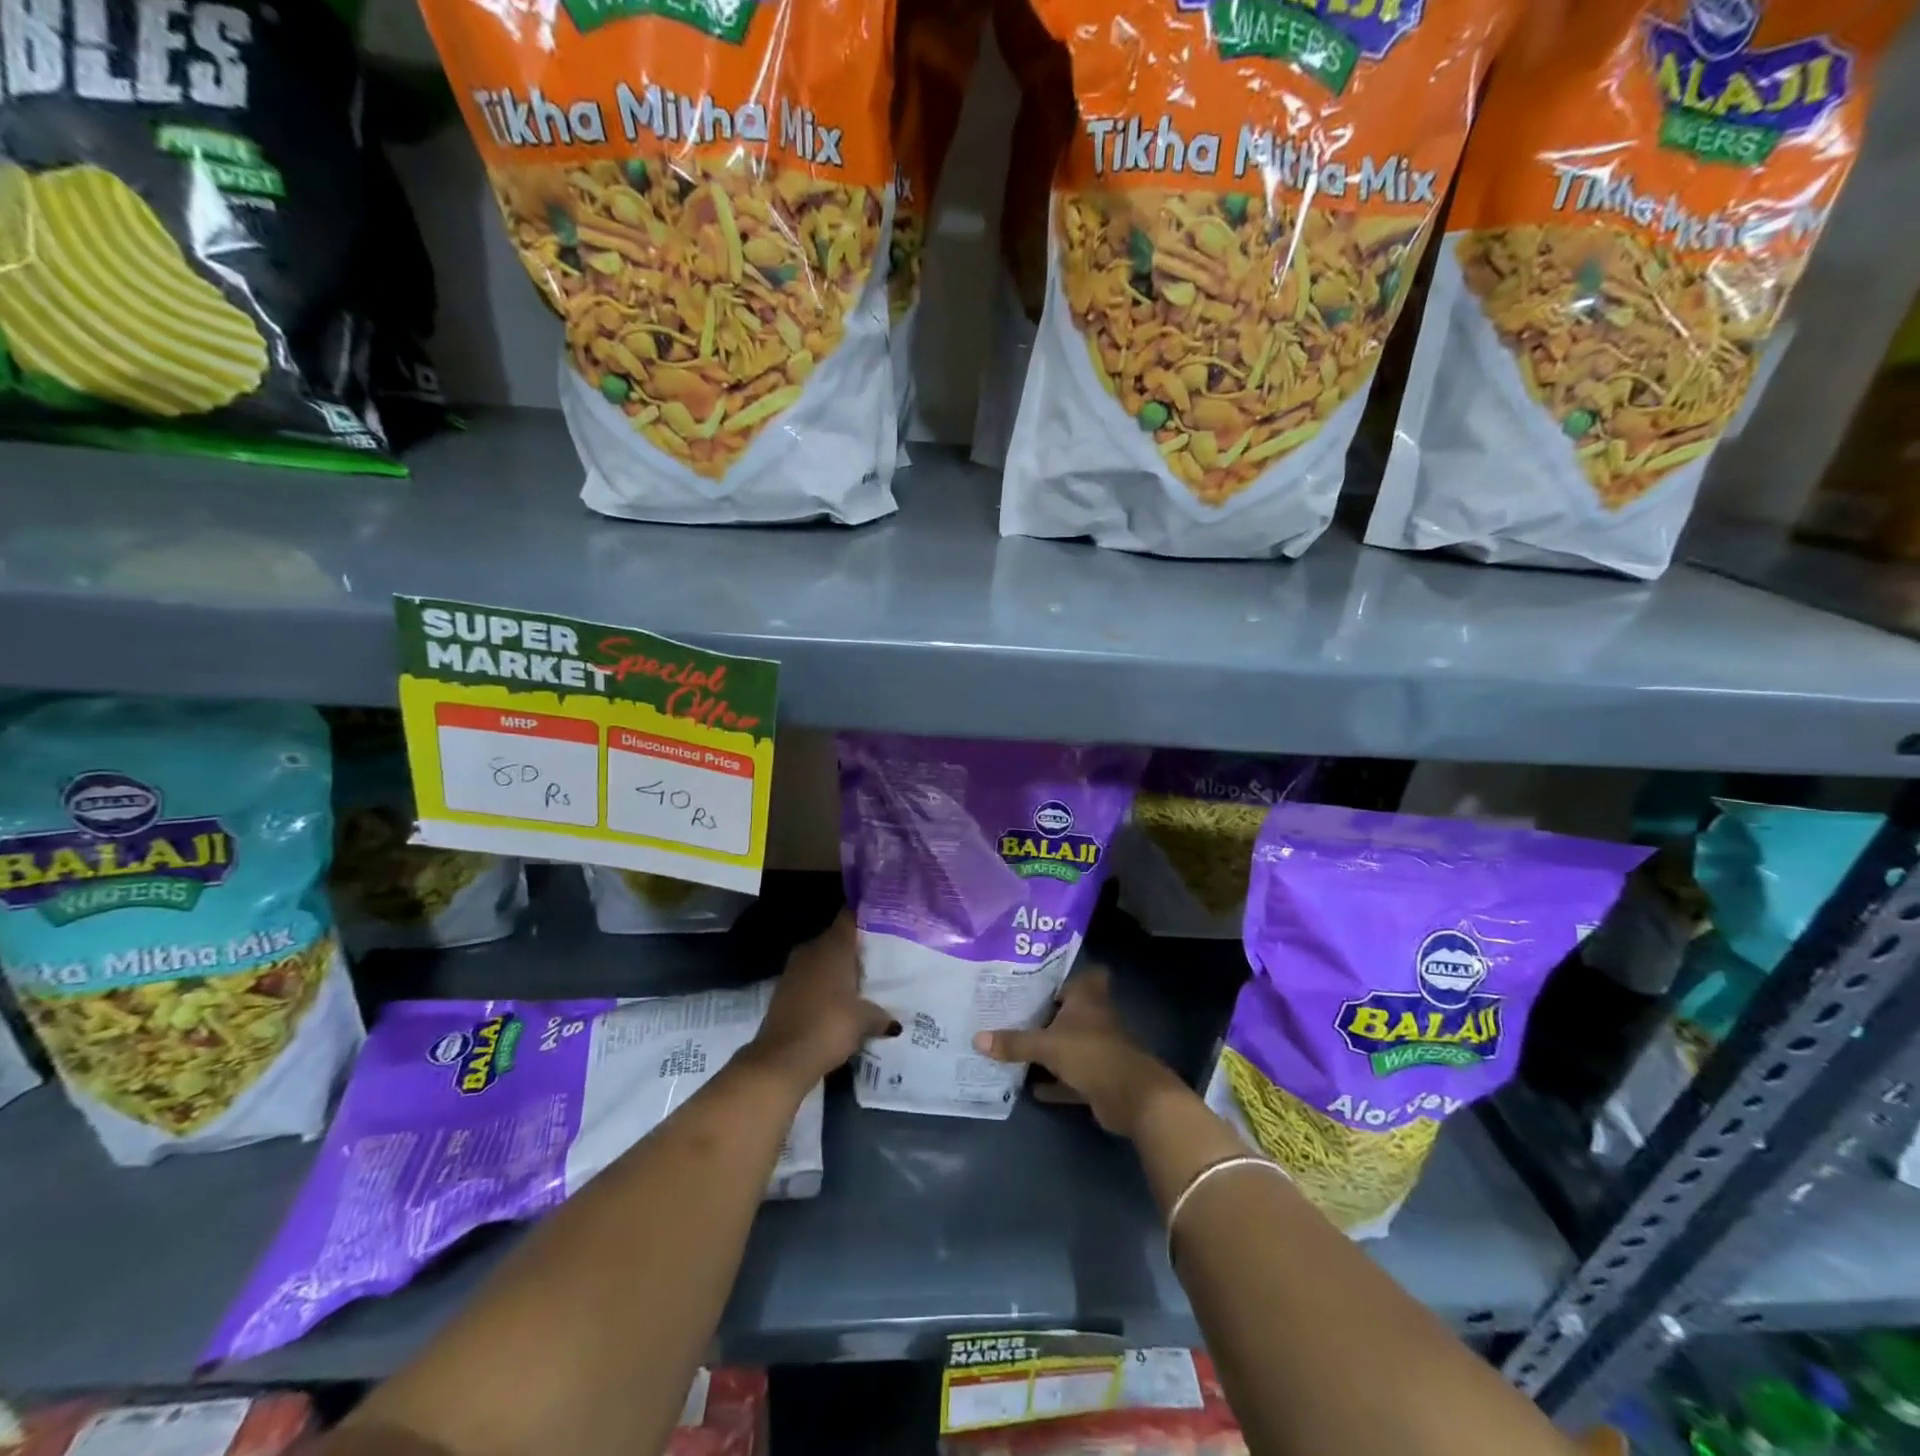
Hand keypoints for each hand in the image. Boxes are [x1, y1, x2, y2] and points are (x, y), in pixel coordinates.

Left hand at [745, 911, 897, 1090]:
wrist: (782, 1059)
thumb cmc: (830, 1026)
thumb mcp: (864, 1021)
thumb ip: (881, 1014)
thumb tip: (893, 1022)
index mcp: (833, 946)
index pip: (850, 917)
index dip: (867, 917)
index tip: (884, 922)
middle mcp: (812, 949)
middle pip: (837, 938)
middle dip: (855, 947)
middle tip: (880, 958)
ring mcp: (794, 968)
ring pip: (822, 958)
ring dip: (838, 968)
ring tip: (863, 981)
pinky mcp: (784, 989)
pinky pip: (810, 977)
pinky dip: (823, 984)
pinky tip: (839, 1000)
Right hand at [972, 967, 1187, 1137]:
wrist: (1132, 1098)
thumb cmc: (1091, 1054)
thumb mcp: (1047, 1045)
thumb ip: (1014, 1042)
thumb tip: (977, 1038)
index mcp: (1087, 998)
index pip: (1081, 974)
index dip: (1063, 974)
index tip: (1036, 975)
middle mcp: (1093, 1018)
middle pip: (1067, 1009)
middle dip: (1043, 1012)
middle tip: (1010, 1009)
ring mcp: (1096, 1048)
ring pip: (1066, 1042)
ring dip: (1046, 1048)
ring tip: (1011, 1045)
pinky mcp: (1096, 1077)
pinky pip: (1068, 1076)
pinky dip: (1052, 1081)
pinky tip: (1028, 1086)